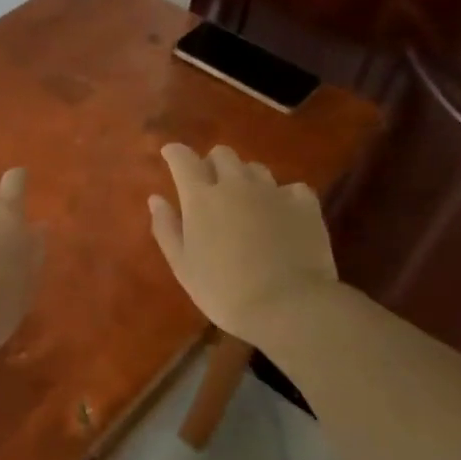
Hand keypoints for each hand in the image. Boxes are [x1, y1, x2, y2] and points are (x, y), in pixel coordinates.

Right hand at [148, 142, 337, 344]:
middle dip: (212, 163)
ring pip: (256, 168)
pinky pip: (292, 188)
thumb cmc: (224, 290)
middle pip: (222, 154)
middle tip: (210, 185)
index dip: (174, 152)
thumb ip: (166, 228)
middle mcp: (236, 184)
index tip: (169, 154)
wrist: (288, 307)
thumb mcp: (183, 266)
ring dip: (245, 178)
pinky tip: (282, 214)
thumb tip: (156, 199)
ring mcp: (273, 192)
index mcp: (201, 197)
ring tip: (246, 201)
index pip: (183, 159)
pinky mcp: (305, 206)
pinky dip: (283, 196)